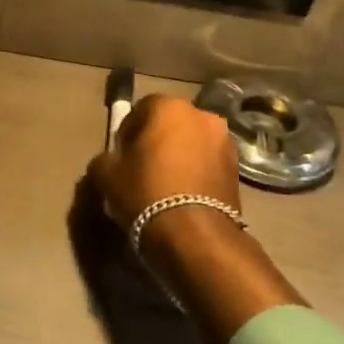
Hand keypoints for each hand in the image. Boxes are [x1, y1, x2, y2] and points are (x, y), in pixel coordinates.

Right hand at [88, 95, 302, 343]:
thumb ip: (105, 159)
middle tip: (141, 169)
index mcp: (168, 107)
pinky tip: (183, 196)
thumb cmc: (145, 193)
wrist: (195, 236)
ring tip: (165, 185)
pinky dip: (195, 173)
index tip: (121, 157)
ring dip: (179, 157)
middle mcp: (201, 115)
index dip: (127, 134)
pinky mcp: (238, 170)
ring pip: (191, 144)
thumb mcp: (106, 175)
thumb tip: (111, 161)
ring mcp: (225, 142)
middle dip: (156, 142)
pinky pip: (207, 164)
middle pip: (170, 125)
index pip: (140, 110)